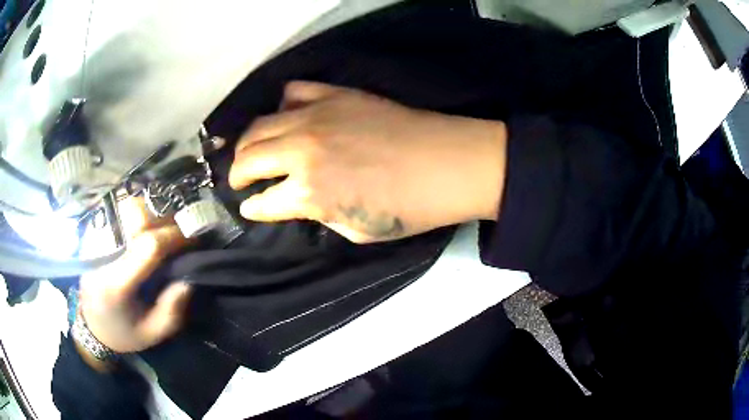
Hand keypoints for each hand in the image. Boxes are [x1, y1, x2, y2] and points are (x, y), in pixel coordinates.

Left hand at [78, 198, 190, 355]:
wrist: (91, 326)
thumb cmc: (123, 333)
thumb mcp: (152, 334)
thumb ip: (172, 311)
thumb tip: (189, 279)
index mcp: (116, 284)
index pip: (148, 246)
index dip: (174, 237)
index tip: (193, 240)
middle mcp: (102, 255)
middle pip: (136, 216)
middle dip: (164, 218)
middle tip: (180, 230)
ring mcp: (94, 240)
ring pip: (125, 208)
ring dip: (150, 212)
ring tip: (163, 227)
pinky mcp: (93, 234)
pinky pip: (117, 211)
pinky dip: (136, 213)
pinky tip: (145, 225)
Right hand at [229, 81, 507, 243]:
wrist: (448, 164)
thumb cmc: (410, 208)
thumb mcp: (357, 231)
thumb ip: (320, 215)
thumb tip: (301, 201)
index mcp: (308, 194)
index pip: (262, 202)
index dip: (252, 207)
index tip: (248, 207)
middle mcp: (301, 152)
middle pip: (248, 157)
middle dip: (237, 173)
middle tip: (240, 179)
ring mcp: (315, 118)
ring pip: (260, 125)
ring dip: (248, 142)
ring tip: (251, 151)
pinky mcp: (334, 95)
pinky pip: (294, 91)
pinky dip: (282, 106)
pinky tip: (287, 117)